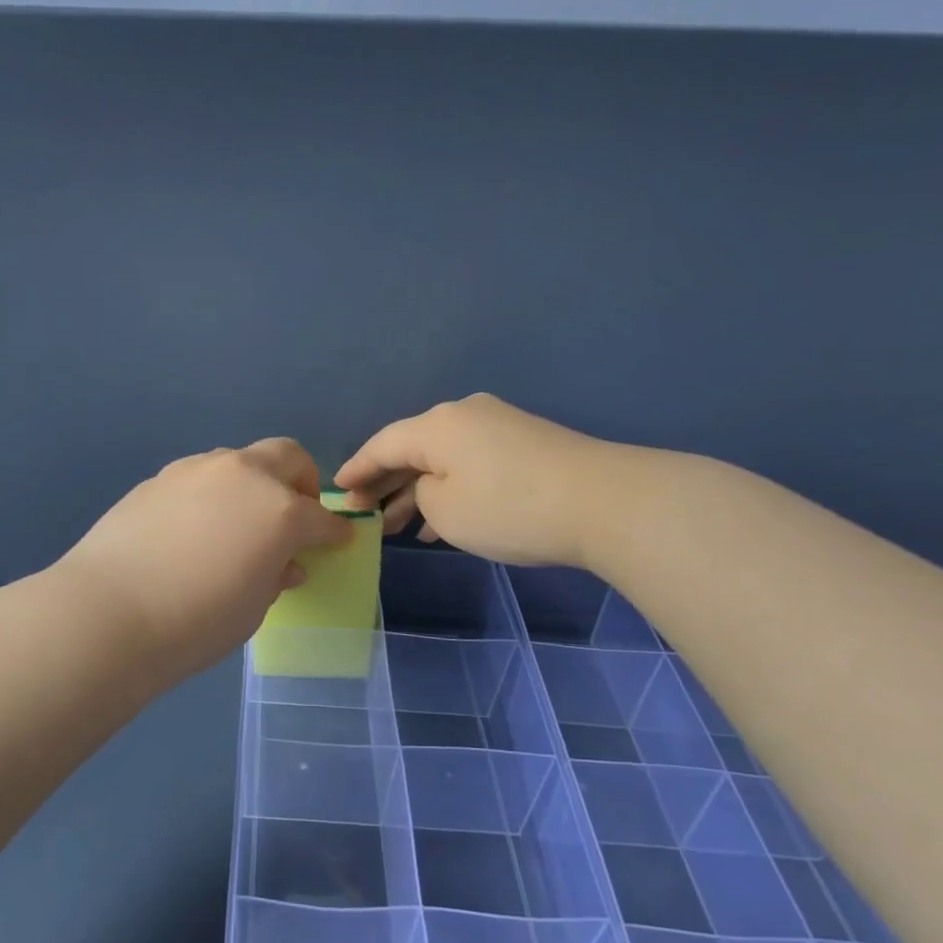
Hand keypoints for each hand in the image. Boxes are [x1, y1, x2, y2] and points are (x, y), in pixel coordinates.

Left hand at [57, 439, 352, 683]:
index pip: (321, 517)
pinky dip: (212, 495)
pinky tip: (193, 529)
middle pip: (288, 456)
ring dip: (252, 485)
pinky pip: (200, 478)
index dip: (334, 532)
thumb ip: (276, 575)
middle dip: (301, 482)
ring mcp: (196, 470)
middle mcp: (242, 475)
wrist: (109, 612)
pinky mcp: (159, 478)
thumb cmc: (196, 622)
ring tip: (236, 524)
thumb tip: (282, 563)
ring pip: (239, 462)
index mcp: (278, 509)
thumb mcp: (254, 607)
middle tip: (294, 516)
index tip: (337, 542)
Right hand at [336, 393, 619, 566]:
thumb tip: (432, 486)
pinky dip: (451, 489)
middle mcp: (463, 415)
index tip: (337, 491)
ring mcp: (498, 426)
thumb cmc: (509, 507)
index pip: (382, 445)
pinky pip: (470, 463)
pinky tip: (441, 523)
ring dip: (418, 491)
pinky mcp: (524, 443)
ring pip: (442, 458)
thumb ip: (421, 495)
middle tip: (364, 516)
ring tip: (397, 527)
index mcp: (436, 425)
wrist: (604, 502)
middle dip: (385, 483)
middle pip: (411, 449)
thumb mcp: (446, 510)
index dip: (357, 469)